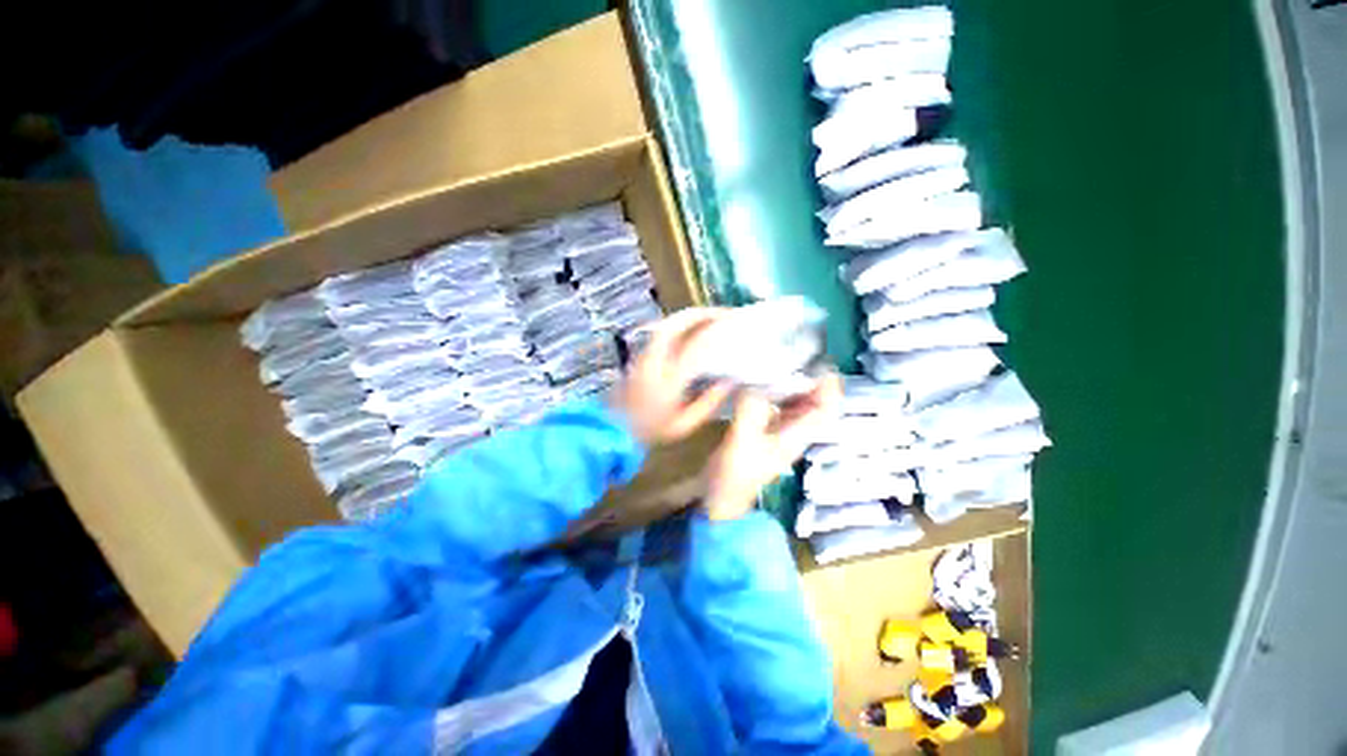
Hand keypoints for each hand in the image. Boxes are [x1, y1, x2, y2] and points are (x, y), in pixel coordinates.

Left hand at [608, 308, 734, 445]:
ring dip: (687, 318)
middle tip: (721, 313)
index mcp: (668, 380)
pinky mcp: (638, 356)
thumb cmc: (652, 431)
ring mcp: (643, 356)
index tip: (732, 325)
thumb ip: (709, 402)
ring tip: (707, 317)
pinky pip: (659, 333)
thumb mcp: (685, 425)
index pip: (694, 346)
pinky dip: (677, 326)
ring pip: (664, 326)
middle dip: (699, 314)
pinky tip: (690, 331)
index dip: (714, 331)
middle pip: (674, 325)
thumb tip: (730, 381)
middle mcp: (654, 361)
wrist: (614, 430)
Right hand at [704, 372, 842, 520]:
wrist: (721, 496)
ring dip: (792, 382)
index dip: (829, 388)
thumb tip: (753, 381)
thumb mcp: (742, 442)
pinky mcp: (763, 429)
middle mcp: (793, 432)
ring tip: (780, 360)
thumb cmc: (735, 474)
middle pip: (814, 402)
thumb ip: (749, 412)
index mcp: (797, 436)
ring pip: (796, 402)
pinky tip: (760, 378)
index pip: (826, 410)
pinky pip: (776, 405)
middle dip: (811, 378)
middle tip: (797, 354)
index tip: (820, 363)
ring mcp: (778, 431)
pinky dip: (774, 390)